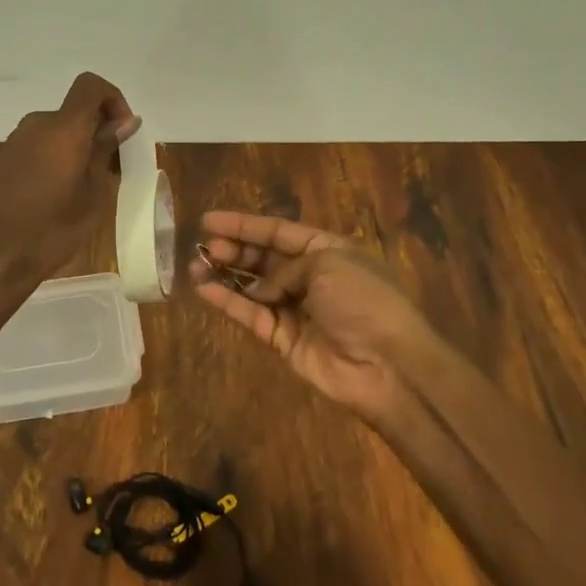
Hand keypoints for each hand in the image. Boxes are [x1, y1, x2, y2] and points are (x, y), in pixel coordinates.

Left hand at [0, 72, 139, 289]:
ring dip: (78, 143)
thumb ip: (106, 150)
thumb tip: (125, 121)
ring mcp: (17, 140)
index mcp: (63, 129)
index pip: (90, 85)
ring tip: (88, 183)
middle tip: (113, 167)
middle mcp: (37, 124)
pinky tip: (60, 190)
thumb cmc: (54, 229)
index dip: (112, 99)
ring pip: (58, 128)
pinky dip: (58, 154)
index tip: (122, 131)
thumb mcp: (93, 193)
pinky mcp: (5, 157)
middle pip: (75, 109)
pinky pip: (40, 143)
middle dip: (98, 128)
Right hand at [190, 211, 434, 422]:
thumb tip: (263, 289)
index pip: (278, 231)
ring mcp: (296, 309)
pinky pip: (252, 316)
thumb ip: (285, 269)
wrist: (389, 366)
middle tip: (205, 246)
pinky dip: (228, 303)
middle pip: (263, 258)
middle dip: (234, 249)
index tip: (209, 220)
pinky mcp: (284, 341)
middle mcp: (309, 277)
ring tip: (196, 265)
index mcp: (327, 250)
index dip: (244, 225)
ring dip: (225, 275)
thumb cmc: (363, 300)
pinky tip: (205, 290)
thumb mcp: (327, 264)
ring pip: (252, 287)